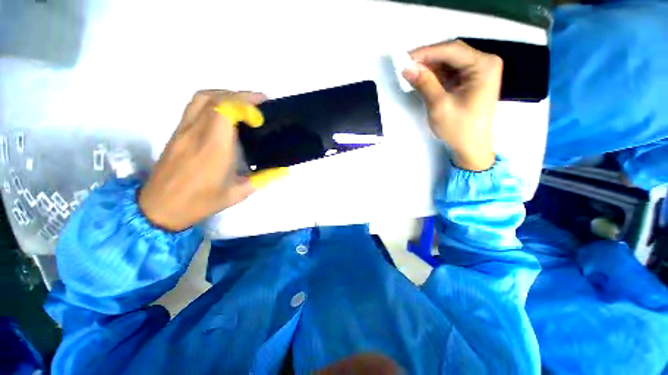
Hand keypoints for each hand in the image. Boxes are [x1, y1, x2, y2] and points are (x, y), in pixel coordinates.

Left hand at [139, 90, 266, 230]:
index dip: (246, 102)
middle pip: (215, 98)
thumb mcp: (238, 193)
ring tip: (242, 104)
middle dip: (240, 95)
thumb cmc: (201, 202)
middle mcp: (197, 132)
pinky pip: (195, 106)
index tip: (263, 108)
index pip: (225, 109)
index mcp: (214, 147)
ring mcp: (184, 130)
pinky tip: (224, 114)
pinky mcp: (177, 132)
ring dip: (225, 94)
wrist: (161, 207)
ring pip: (202, 98)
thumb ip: (262, 179)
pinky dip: (213, 101)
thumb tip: (282, 170)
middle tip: (259, 103)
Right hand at [403, 40, 502, 170]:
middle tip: (405, 66)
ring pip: (449, 61)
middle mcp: (484, 63)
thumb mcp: (439, 106)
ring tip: (411, 73)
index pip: (451, 50)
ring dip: (429, 67)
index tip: (404, 59)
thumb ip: (424, 84)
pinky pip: (450, 71)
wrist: (471, 147)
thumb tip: (406, 67)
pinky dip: (435, 75)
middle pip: (451, 53)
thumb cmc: (459, 129)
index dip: (426, 52)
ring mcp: (478, 71)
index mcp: (483, 66)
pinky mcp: (471, 80)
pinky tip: (422, 79)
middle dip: (427, 59)